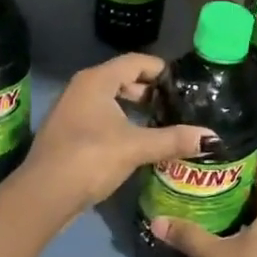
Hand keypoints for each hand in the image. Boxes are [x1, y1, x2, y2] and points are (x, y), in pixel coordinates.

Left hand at [20, 53, 213, 213]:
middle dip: (149, 91)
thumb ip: (174, 140)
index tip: (184, 83)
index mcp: (97, 80)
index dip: (161, 69)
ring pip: (110, 100)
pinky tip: (136, 142)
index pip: (135, 61)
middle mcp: (81, 88)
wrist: (44, 194)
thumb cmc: (91, 158)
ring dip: (134, 109)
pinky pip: (100, 117)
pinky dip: (120, 122)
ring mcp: (71, 110)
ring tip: (161, 122)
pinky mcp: (68, 132)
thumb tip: (213, 139)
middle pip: (122, 79)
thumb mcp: (136, 147)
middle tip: (176, 105)